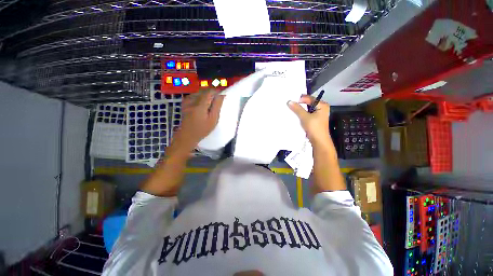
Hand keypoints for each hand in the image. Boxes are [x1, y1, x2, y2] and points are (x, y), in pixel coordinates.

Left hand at [173, 90, 224, 148]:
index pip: (209, 91)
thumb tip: (221, 95)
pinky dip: (200, 97)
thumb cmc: (202, 129)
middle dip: (212, 94)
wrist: (187, 135)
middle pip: (204, 91)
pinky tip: (202, 105)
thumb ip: (217, 106)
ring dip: (206, 95)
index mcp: (200, 105)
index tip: (222, 94)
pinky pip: (194, 95)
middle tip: (217, 101)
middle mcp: (192, 100)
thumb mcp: (213, 119)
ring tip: (210, 104)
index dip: (217, 91)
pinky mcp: (184, 103)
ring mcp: (187, 101)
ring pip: (199, 92)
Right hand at [288, 95, 331, 146]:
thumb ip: (297, 109)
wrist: (319, 141)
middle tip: (290, 104)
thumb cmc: (314, 127)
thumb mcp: (305, 117)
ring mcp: (319, 114)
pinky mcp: (315, 120)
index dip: (300, 99)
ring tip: (292, 109)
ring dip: (300, 110)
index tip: (291, 101)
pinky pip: (308, 114)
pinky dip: (302, 114)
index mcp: (322, 105)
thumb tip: (289, 101)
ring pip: (307, 109)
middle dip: (300, 104)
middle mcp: (322, 108)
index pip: (309, 98)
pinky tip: (296, 115)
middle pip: (309, 103)